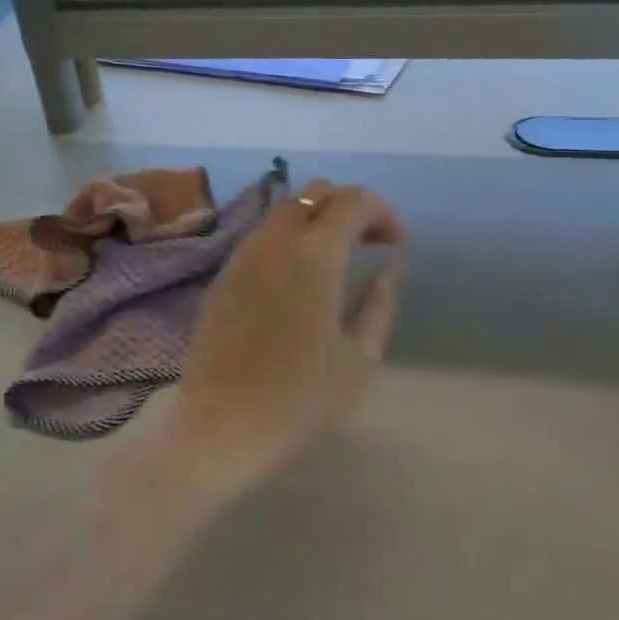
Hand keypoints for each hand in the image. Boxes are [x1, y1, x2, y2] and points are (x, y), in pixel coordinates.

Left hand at [160, 179, 406, 499]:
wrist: (221, 427)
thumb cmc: (300, 399)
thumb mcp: (360, 358)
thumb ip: (380, 302)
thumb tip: (388, 268)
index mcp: (314, 256)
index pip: (353, 200)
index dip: (383, 212)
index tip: (397, 245)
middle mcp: (274, 242)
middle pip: (314, 192)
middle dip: (348, 206)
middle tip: (369, 244)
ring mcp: (242, 256)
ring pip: (283, 211)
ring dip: (316, 220)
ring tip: (337, 260)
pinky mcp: (222, 277)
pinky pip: (261, 238)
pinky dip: (289, 240)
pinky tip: (299, 280)